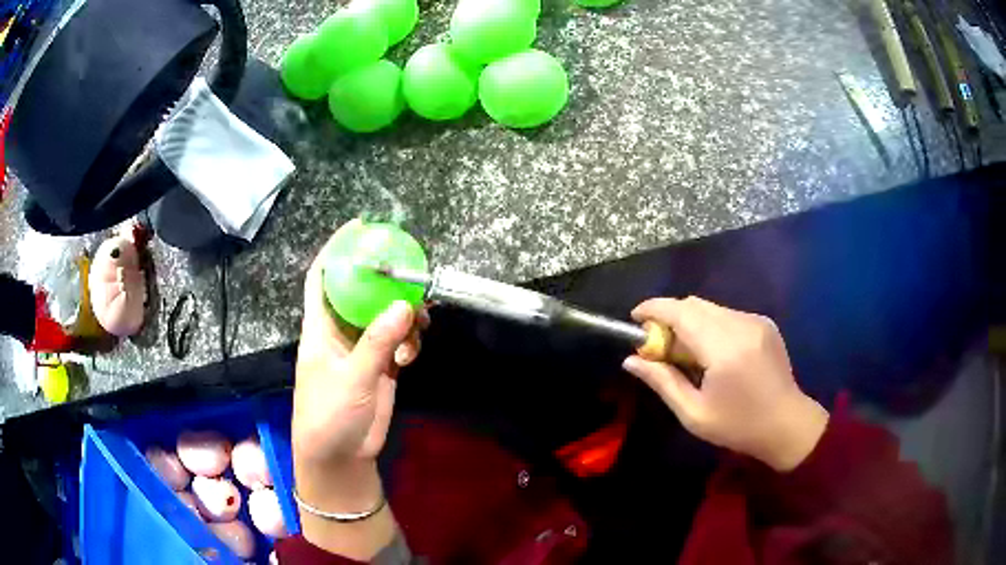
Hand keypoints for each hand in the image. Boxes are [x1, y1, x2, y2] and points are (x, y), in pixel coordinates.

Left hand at [293, 225, 426, 512]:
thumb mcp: (351, 378)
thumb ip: (377, 343)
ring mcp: (361, 350)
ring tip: (420, 320)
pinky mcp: (380, 367)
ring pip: (384, 317)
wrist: (339, 456)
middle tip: (410, 271)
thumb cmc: (329, 414)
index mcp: (320, 328)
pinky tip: (411, 355)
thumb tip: (405, 306)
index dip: (336, 250)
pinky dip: (408, 342)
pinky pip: (397, 342)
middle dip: (383, 281)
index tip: (358, 227)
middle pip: (360, 293)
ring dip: (403, 315)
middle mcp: (340, 332)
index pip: (322, 278)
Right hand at [623, 297, 827, 471]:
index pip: (681, 312)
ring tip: (685, 353)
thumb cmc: (738, 426)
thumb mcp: (693, 414)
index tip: (635, 318)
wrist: (787, 425)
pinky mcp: (764, 323)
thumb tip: (631, 360)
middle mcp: (741, 325)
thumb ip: (662, 382)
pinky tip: (712, 353)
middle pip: (694, 304)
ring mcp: (756, 321)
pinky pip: (727, 315)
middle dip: (670, 317)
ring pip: (711, 308)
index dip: (654, 309)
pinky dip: (710, 326)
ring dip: (690, 322)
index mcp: (724, 349)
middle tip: (658, 345)